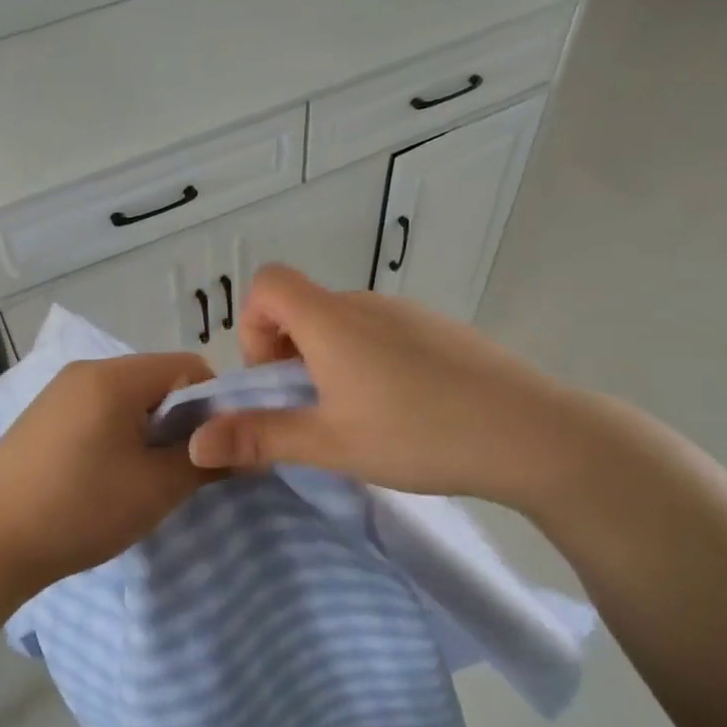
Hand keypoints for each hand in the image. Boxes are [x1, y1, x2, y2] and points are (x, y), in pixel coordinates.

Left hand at [0, 352, 216, 600]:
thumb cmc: (81, 510)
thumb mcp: (157, 489)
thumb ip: (205, 461)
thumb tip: (240, 451)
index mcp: (113, 377)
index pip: (189, 366)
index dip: (213, 404)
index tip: (212, 448)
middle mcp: (84, 371)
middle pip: (156, 380)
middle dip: (179, 419)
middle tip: (179, 468)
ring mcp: (57, 392)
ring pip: (126, 397)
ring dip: (147, 429)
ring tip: (140, 476)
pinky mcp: (40, 416)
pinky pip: (96, 410)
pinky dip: (115, 433)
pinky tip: (102, 476)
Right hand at [185, 264, 587, 511]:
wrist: (530, 432)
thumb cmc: (417, 434)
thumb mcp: (330, 443)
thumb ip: (260, 436)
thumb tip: (196, 443)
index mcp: (331, 320)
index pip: (268, 283)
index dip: (254, 326)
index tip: (275, 378)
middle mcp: (366, 304)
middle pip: (304, 306)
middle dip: (289, 354)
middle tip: (313, 411)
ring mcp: (408, 314)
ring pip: (343, 322)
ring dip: (329, 360)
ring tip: (358, 416)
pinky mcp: (440, 330)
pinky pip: (382, 332)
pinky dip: (368, 360)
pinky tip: (402, 408)